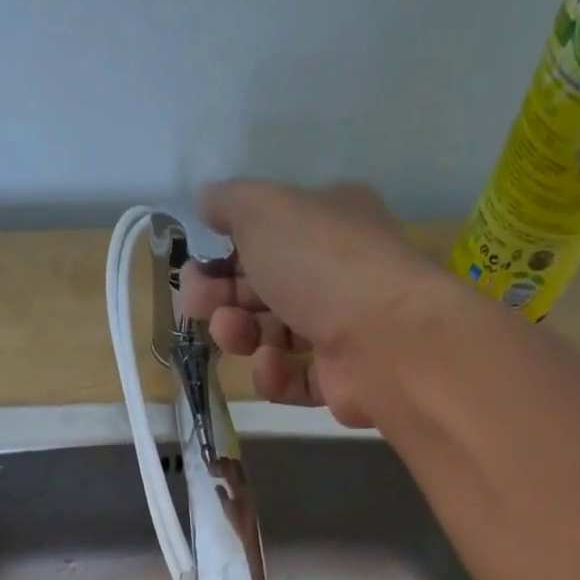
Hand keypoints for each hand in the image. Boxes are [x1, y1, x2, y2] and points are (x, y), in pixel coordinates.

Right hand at [180, 180, 447, 427]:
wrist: (385, 340)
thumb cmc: (321, 264)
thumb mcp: (264, 210)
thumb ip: (229, 203)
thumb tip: (206, 199)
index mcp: (328, 221)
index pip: (268, 236)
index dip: (225, 251)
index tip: (193, 268)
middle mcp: (337, 272)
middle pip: (264, 287)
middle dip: (222, 296)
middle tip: (195, 306)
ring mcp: (342, 328)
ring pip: (274, 334)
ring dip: (241, 333)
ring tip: (232, 334)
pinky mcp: (340, 380)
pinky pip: (294, 377)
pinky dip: (274, 374)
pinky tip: (270, 365)